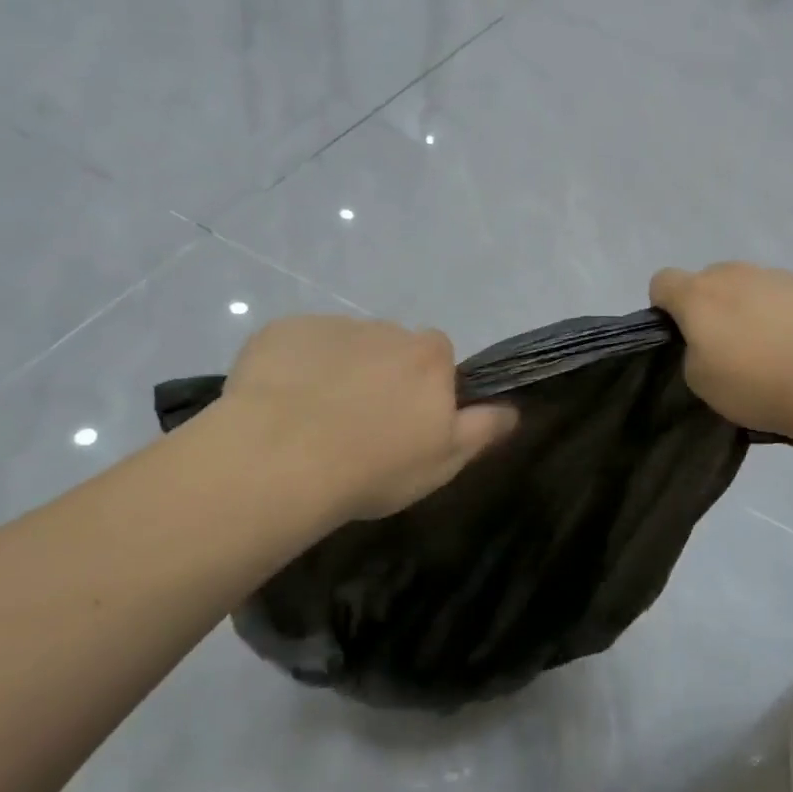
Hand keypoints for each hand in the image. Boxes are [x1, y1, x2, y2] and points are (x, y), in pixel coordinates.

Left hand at [220, 316, 514, 522]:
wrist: (281, 458)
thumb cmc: (375, 465)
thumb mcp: (446, 460)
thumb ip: (484, 428)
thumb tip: (514, 409)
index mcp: (428, 355)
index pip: (438, 359)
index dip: (424, 390)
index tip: (405, 423)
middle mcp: (385, 329)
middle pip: (390, 348)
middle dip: (379, 376)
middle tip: (357, 425)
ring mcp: (330, 326)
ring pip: (342, 346)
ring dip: (336, 371)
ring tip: (311, 420)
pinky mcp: (281, 331)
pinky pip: (296, 346)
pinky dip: (292, 367)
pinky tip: (277, 405)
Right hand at [650, 263, 792, 440]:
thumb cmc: (757, 382)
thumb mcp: (701, 382)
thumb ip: (693, 353)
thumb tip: (710, 342)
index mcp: (698, 294)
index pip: (662, 281)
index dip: (665, 307)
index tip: (682, 336)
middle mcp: (736, 274)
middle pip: (710, 281)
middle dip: (712, 308)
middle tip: (729, 350)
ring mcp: (779, 275)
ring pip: (752, 288)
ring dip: (753, 311)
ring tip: (775, 355)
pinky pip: (788, 297)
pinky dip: (789, 316)